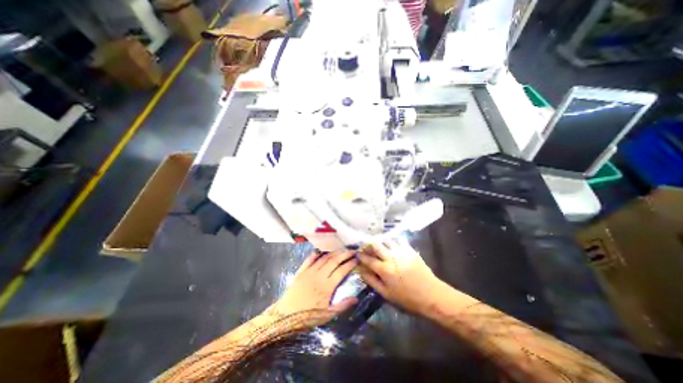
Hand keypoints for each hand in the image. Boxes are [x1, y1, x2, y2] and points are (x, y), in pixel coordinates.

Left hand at [269, 251, 358, 324]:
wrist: (286, 315)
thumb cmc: (308, 316)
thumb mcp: (327, 315)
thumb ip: (342, 306)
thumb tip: (356, 298)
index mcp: (327, 286)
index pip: (342, 271)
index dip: (350, 264)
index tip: (357, 259)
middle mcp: (320, 275)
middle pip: (334, 260)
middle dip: (344, 254)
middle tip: (352, 250)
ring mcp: (310, 271)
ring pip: (324, 258)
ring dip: (333, 252)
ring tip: (341, 249)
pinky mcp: (302, 270)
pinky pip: (310, 258)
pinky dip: (317, 253)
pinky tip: (322, 250)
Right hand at [355, 241, 446, 314]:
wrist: (432, 295)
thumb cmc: (407, 299)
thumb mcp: (386, 294)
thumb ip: (372, 281)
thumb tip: (360, 270)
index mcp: (384, 270)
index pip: (368, 259)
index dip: (360, 255)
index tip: (357, 253)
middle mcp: (391, 257)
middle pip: (376, 245)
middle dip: (369, 244)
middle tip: (367, 246)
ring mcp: (401, 252)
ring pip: (386, 240)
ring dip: (380, 241)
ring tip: (378, 244)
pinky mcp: (410, 250)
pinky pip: (398, 240)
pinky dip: (392, 240)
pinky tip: (392, 244)